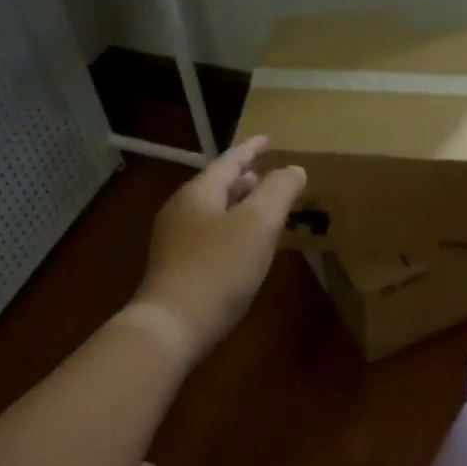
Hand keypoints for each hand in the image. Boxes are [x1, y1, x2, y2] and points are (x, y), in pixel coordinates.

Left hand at [132, 136, 306, 360]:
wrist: (172, 326)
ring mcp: (174, 241)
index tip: (268, 139)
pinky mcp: (176, 269)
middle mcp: (181, 211)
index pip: (229, 161)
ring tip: (258, 206)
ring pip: (211, 211)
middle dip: (243, 178)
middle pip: (216, 185)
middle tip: (266, 173)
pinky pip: (208, 236)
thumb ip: (278, 192)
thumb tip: (294, 169)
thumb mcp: (258, 225)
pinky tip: (243, 247)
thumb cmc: (218, 269)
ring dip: (236, 204)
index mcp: (198, 193)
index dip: (252, 149)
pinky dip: (230, 229)